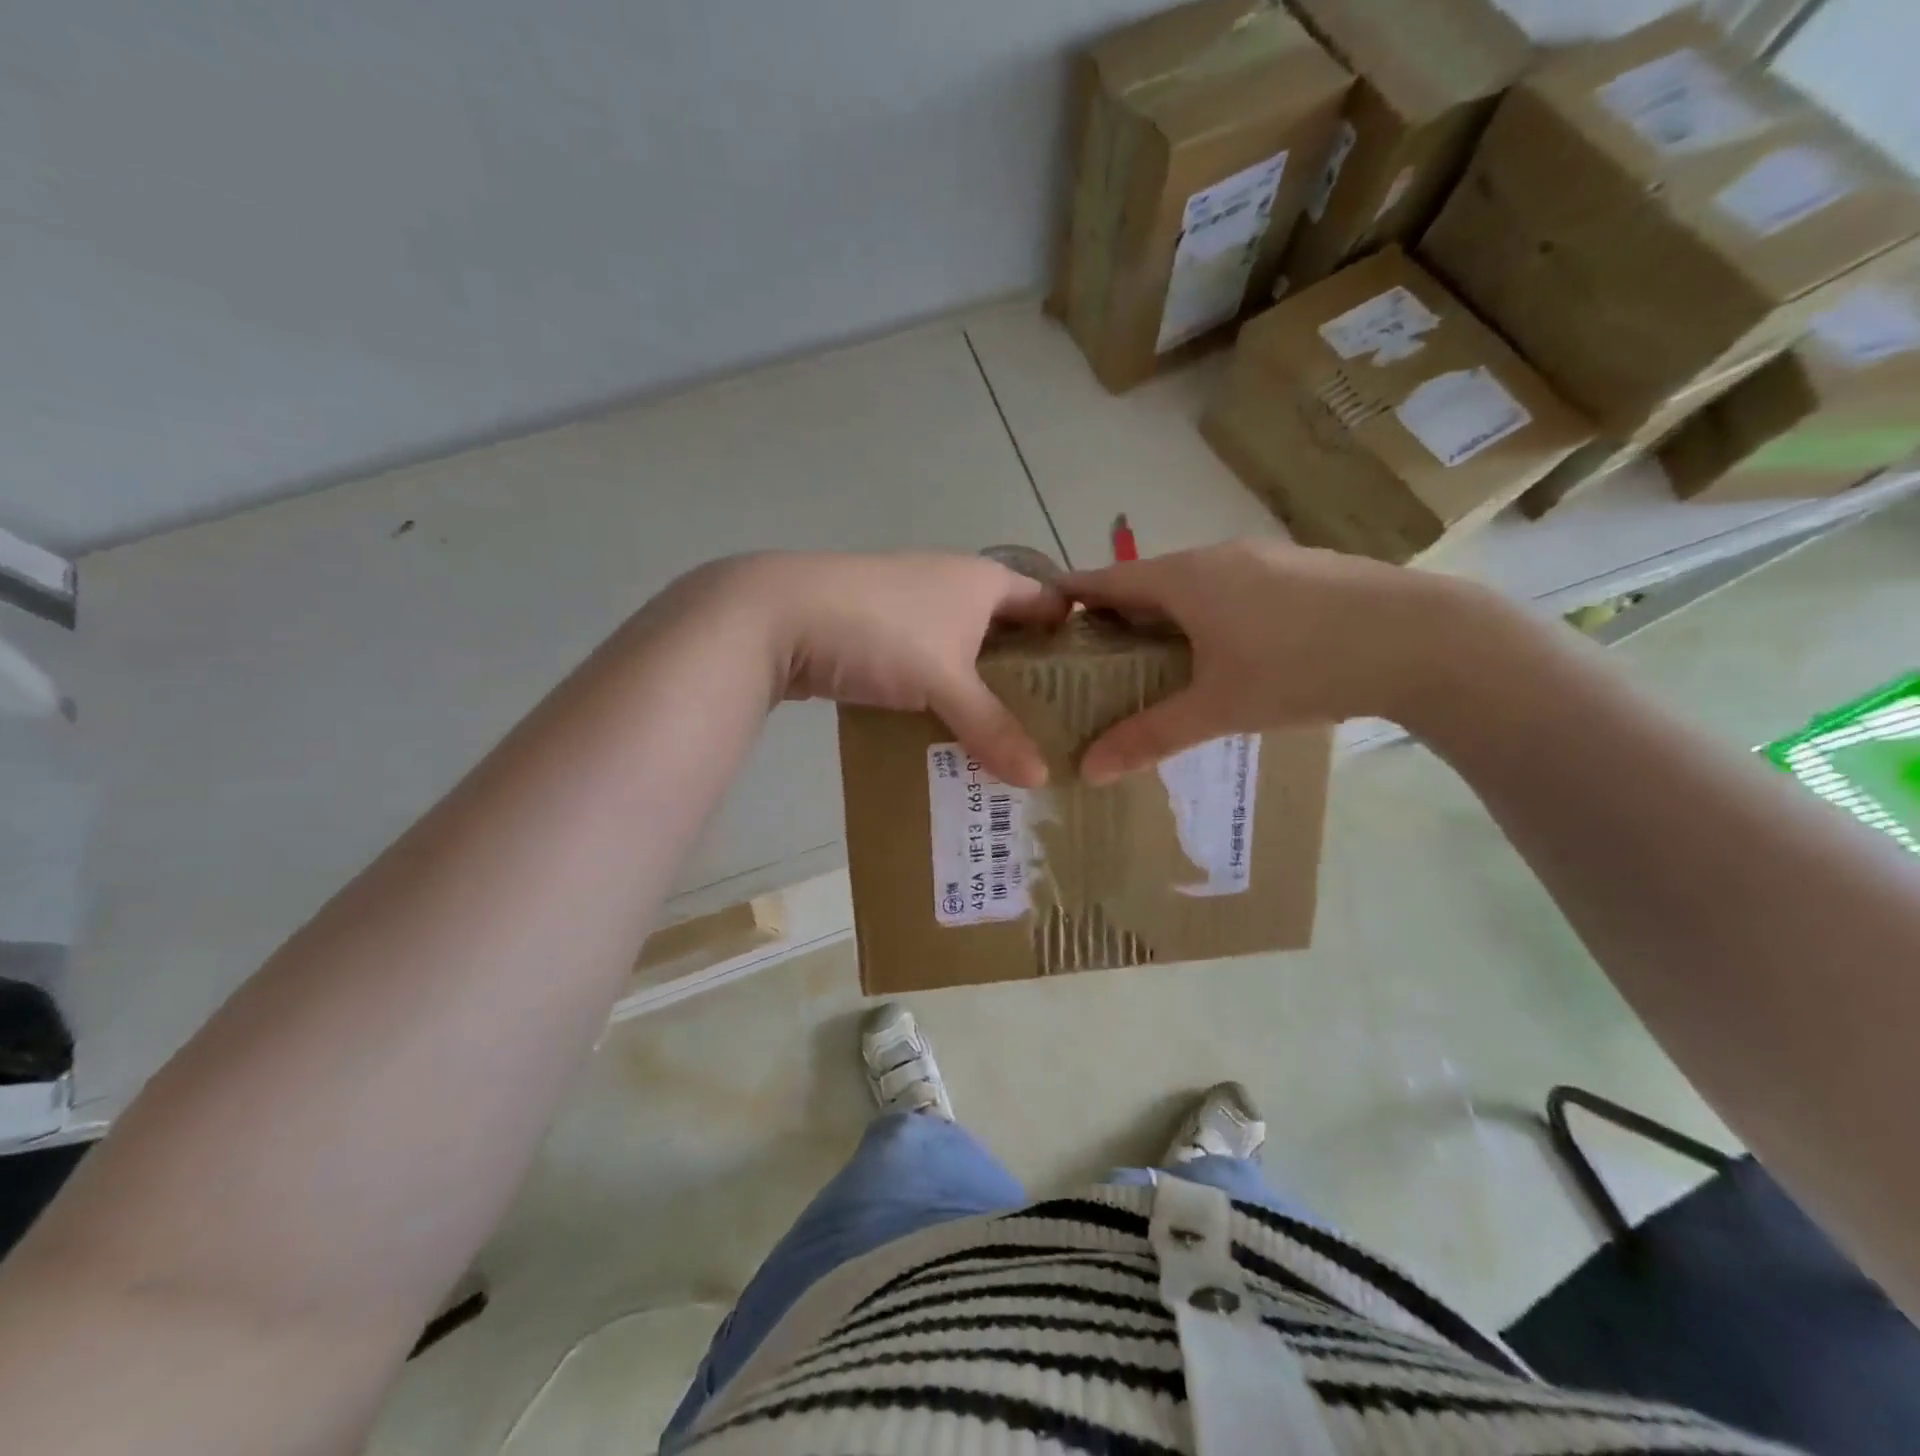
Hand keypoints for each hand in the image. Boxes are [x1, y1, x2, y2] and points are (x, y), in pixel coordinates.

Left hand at [732, 550, 1069, 786]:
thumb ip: (992, 728)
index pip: (1047, 602)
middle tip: (1055, 725)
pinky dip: (940, 695)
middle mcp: (953, 586)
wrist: (778, 615)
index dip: (1072, 636)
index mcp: (983, 581)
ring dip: (981, 690)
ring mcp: (912, 608)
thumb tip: (1041, 779)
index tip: (1093, 683)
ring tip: (1008, 738)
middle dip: (1028, 675)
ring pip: (963, 652)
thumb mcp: (944, 682)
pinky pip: (926, 667)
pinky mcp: (878, 634)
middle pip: (1006, 631)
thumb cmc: (881, 632)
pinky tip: (948, 731)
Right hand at [1061, 540, 1486, 783]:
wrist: (1422, 639)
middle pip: (1149, 581)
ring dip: (1167, 614)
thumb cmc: (1300, 667)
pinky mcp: (1301, 569)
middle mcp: (1218, 556)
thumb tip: (1087, 770)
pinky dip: (1208, 613)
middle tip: (1097, 657)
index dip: (1072, 596)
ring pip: (1194, 583)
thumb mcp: (1217, 709)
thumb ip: (1149, 737)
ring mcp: (1264, 558)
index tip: (1045, 619)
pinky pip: (1232, 587)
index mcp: (1185, 578)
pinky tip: (1224, 650)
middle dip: (1119, 614)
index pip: (1108, 580)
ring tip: (1155, 658)